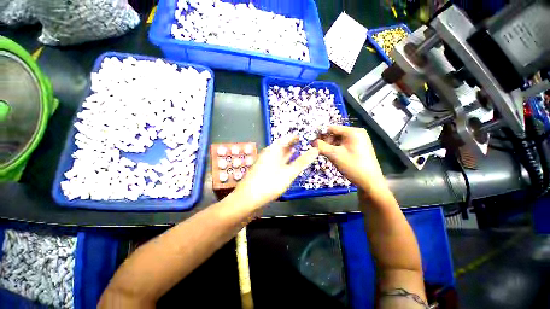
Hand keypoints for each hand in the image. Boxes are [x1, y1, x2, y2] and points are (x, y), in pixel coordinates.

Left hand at [232, 135, 318, 208]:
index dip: (293, 137)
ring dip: (286, 153)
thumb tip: (315, 150)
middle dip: (290, 144)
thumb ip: (302, 162)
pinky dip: (282, 161)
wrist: (248, 199)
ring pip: (277, 154)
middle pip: (280, 146)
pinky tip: (286, 165)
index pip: (284, 139)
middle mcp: (268, 154)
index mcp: (273, 150)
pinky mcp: (263, 171)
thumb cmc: (269, 183)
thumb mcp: (289, 173)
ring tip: (296, 151)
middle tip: (301, 143)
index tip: (302, 136)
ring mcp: (265, 163)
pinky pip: (275, 162)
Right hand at [313, 125, 387, 194]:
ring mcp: (360, 139)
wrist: (370, 182)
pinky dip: (338, 149)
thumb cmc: (352, 166)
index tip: (313, 143)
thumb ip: (321, 146)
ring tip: (328, 155)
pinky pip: (344, 144)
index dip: (320, 134)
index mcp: (353, 131)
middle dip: (326, 141)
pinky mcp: (360, 146)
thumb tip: (312, 142)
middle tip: (320, 151)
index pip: (331, 128)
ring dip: (331, 146)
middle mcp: (357, 132)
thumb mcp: (334, 155)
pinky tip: (335, 156)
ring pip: (339, 139)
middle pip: (335, 133)